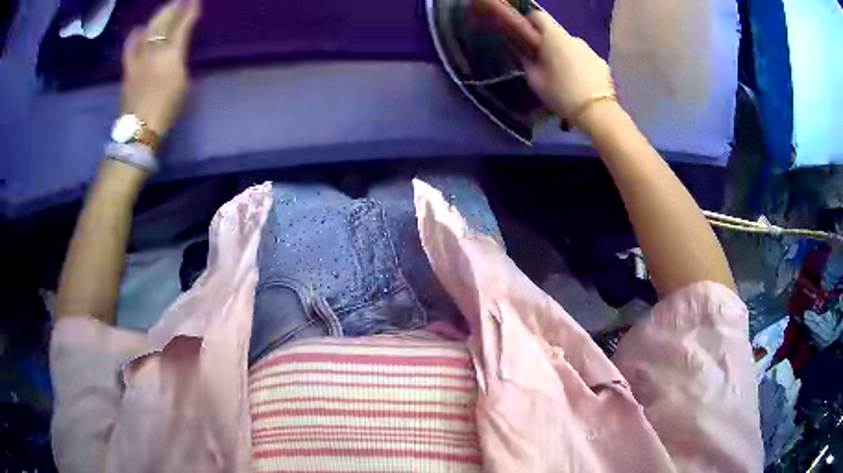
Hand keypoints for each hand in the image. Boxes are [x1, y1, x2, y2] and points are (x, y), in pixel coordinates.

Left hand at [121, 0, 200, 136]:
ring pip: (149, 30)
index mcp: (172, 55)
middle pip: (164, 23)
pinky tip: (138, 29)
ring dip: (158, 17)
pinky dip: (134, 36)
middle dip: (174, 8)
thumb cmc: (167, 109)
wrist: (140, 128)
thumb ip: (181, 63)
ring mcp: (139, 58)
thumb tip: (178, 53)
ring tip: (165, 10)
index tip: (195, 2)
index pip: (182, 26)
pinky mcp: (128, 68)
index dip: (189, 12)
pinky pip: (130, 47)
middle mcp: (155, 51)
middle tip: (181, 0)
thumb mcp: (184, 84)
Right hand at [473, 0, 614, 127]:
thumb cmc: (561, 93)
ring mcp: (590, 50)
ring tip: (564, 78)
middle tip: (544, 64)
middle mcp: (574, 38)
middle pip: (556, 34)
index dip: (529, 23)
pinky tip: (579, 84)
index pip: (538, 16)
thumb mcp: (535, 80)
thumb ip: (527, 61)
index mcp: (554, 37)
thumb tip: (525, 53)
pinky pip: (585, 59)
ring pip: (572, 48)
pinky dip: (580, 66)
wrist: (597, 112)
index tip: (526, 38)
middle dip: (549, 45)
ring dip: (565, 56)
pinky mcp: (602, 64)